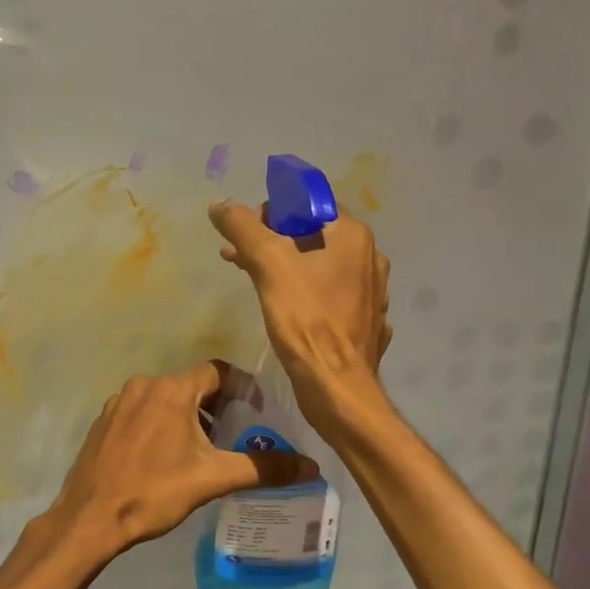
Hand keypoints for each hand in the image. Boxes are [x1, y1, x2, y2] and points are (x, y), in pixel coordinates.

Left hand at [37, 362, 316, 565]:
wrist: (91, 517)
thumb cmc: (154, 491)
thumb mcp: (213, 478)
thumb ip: (263, 468)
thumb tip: (311, 466)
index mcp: (170, 390)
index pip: (216, 371)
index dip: (241, 386)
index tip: (256, 409)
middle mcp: (142, 386)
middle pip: (190, 384)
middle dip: (216, 405)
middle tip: (234, 434)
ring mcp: (118, 403)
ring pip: (164, 399)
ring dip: (187, 416)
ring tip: (203, 449)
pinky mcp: (103, 422)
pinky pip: (141, 412)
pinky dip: (160, 424)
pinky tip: (165, 457)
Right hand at [208, 199, 392, 427]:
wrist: (336, 386)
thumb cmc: (305, 319)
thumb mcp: (267, 264)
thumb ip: (242, 227)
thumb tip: (219, 205)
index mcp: (351, 234)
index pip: (308, 202)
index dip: (272, 210)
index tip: (247, 233)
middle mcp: (369, 255)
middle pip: (311, 232)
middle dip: (270, 239)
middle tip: (237, 254)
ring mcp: (370, 289)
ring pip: (318, 263)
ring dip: (282, 264)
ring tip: (248, 276)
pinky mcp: (364, 318)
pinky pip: (327, 291)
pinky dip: (301, 289)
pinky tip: (280, 304)